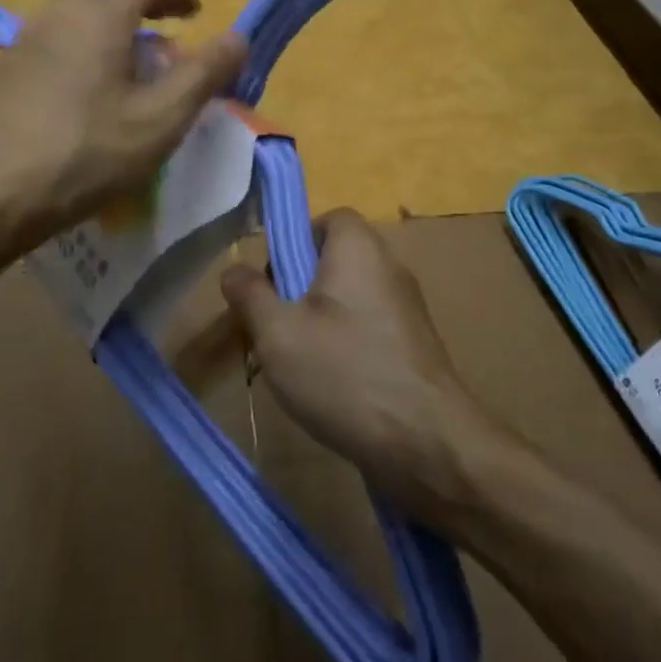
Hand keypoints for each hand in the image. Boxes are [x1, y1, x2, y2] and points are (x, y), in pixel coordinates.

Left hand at [0, 0, 247, 250]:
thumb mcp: (161, 119)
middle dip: (139, 1)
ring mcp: (26, 40)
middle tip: (165, 30)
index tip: (196, 10)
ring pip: (75, 12)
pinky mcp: (6, 70)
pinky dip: (83, 43)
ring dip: (109, 22)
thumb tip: (240, 36)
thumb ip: (204, 74)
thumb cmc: (86, 152)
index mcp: (100, 15)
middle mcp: (60, 13)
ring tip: (132, 60)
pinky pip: (55, 38)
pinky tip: (89, 88)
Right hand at [219, 209, 501, 520]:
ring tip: (296, 361)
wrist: (427, 443)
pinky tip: (331, 384)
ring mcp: (407, 306)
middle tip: (276, 325)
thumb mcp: (278, 334)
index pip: (328, 218)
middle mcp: (389, 265)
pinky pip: (370, 326)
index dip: (295, 242)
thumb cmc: (345, 373)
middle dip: (299, 287)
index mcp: (359, 248)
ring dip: (320, 320)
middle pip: (336, 259)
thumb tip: (233, 269)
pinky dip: (347, 343)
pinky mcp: (415, 344)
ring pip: (350, 297)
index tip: (272, 281)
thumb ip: (250, 296)